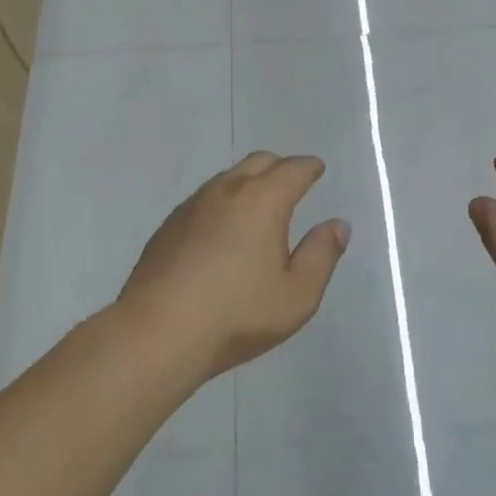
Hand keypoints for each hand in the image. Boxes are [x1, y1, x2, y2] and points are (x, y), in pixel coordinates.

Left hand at [119, 152, 350, 380]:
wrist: (157, 333)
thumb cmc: (237, 315)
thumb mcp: (297, 295)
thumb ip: (322, 254)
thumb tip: (338, 225)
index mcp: (263, 200)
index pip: (293, 169)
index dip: (309, 168)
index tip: (317, 170)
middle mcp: (226, 191)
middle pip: (259, 162)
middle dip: (280, 167)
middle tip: (292, 183)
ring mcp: (192, 206)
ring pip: (228, 178)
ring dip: (249, 182)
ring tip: (259, 207)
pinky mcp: (168, 226)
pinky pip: (205, 199)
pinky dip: (223, 202)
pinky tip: (223, 231)